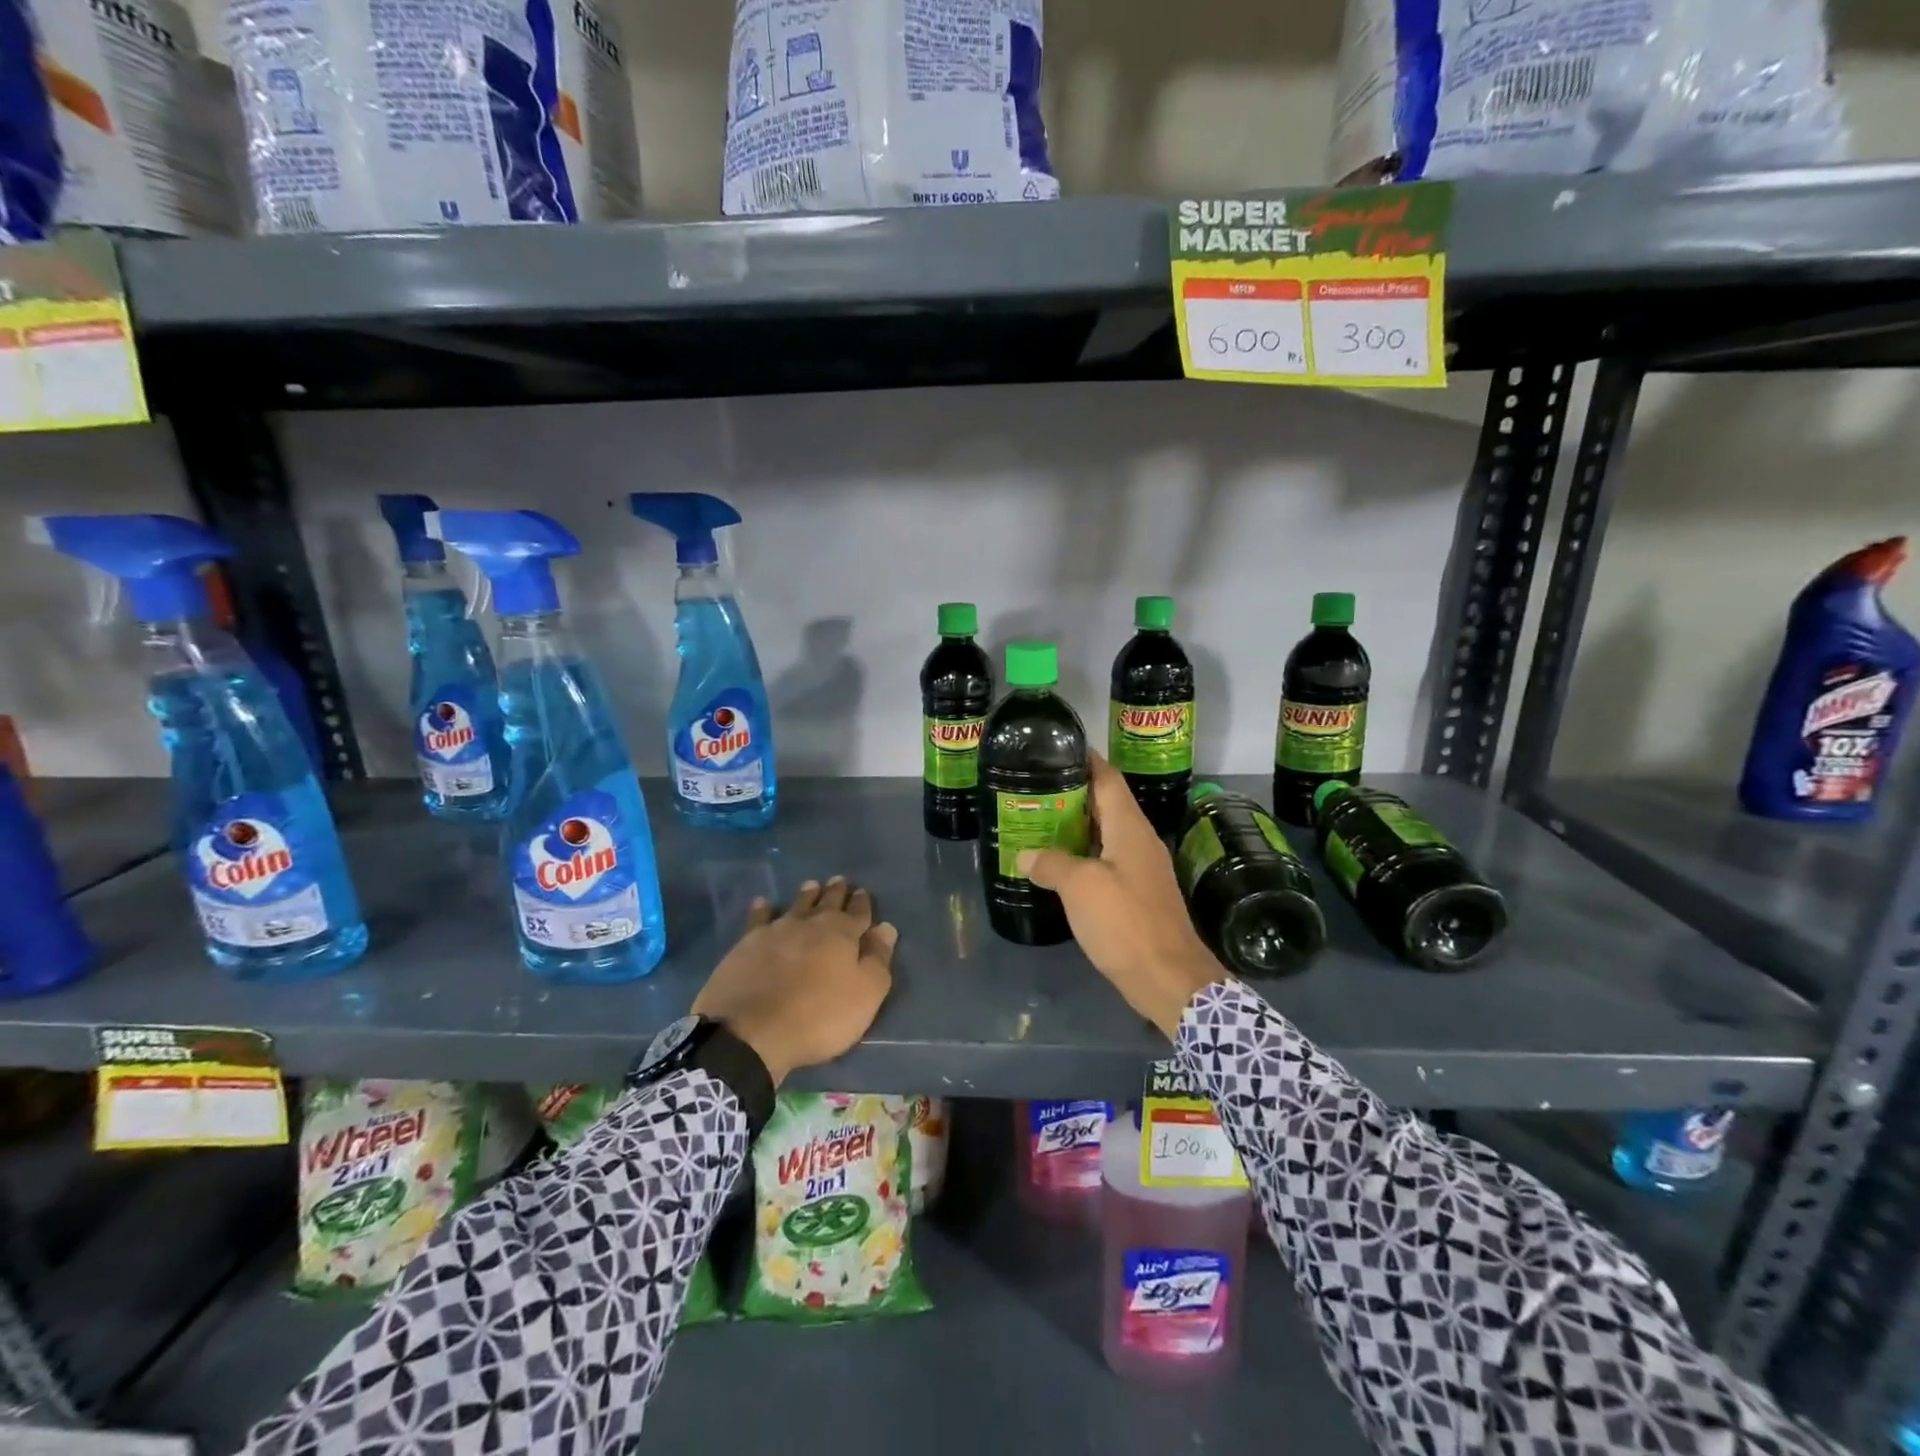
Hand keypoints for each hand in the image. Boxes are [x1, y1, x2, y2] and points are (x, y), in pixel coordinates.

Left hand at [691, 876, 897, 1085]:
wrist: (750, 1031)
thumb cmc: (819, 1016)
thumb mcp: (865, 994)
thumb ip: (878, 959)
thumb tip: (886, 927)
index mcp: (842, 933)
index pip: (858, 912)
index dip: (862, 903)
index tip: (863, 892)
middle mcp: (810, 923)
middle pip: (827, 902)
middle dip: (836, 892)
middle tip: (839, 880)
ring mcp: (776, 931)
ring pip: (796, 905)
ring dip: (806, 895)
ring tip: (811, 885)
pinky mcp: (747, 944)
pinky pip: (758, 918)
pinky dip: (763, 909)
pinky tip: (762, 903)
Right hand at [1018, 753, 1227, 1037]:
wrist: (1168, 979)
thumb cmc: (1125, 923)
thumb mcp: (1081, 888)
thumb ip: (1051, 864)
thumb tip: (1025, 854)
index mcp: (1130, 828)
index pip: (1108, 778)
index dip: (1085, 759)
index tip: (1056, 748)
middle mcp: (1138, 840)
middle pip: (1106, 803)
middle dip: (1072, 792)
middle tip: (1034, 787)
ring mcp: (1140, 868)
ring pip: (1105, 834)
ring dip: (1075, 826)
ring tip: (1038, 820)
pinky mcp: (1137, 893)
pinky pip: (1106, 860)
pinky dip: (1082, 854)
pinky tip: (1058, 864)